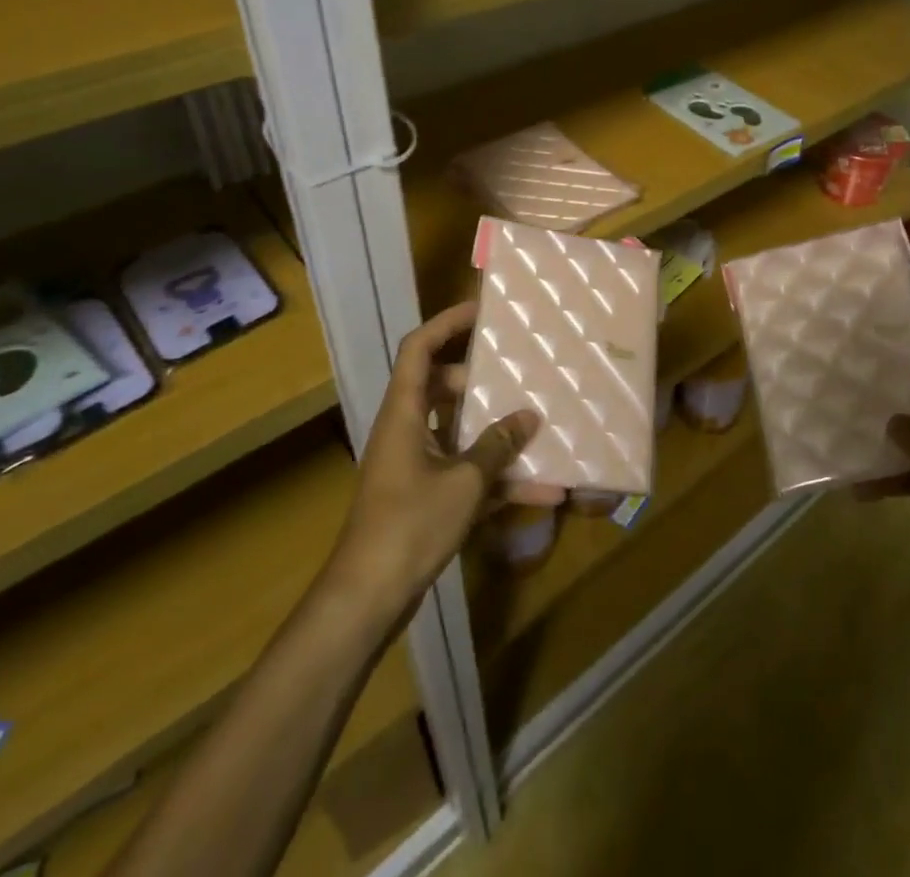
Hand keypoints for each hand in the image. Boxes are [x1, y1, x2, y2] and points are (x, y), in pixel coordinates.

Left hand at [330, 303, 539, 611]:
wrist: (368, 599)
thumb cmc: (409, 524)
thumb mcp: (464, 481)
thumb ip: (497, 445)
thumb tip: (529, 416)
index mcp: (404, 412)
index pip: (419, 348)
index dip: (447, 323)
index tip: (483, 311)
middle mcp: (406, 430)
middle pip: (443, 388)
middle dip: (483, 381)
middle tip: (519, 372)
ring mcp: (415, 466)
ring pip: (460, 433)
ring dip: (497, 436)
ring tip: (541, 427)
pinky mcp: (425, 498)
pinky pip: (466, 474)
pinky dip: (497, 480)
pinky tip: (541, 491)